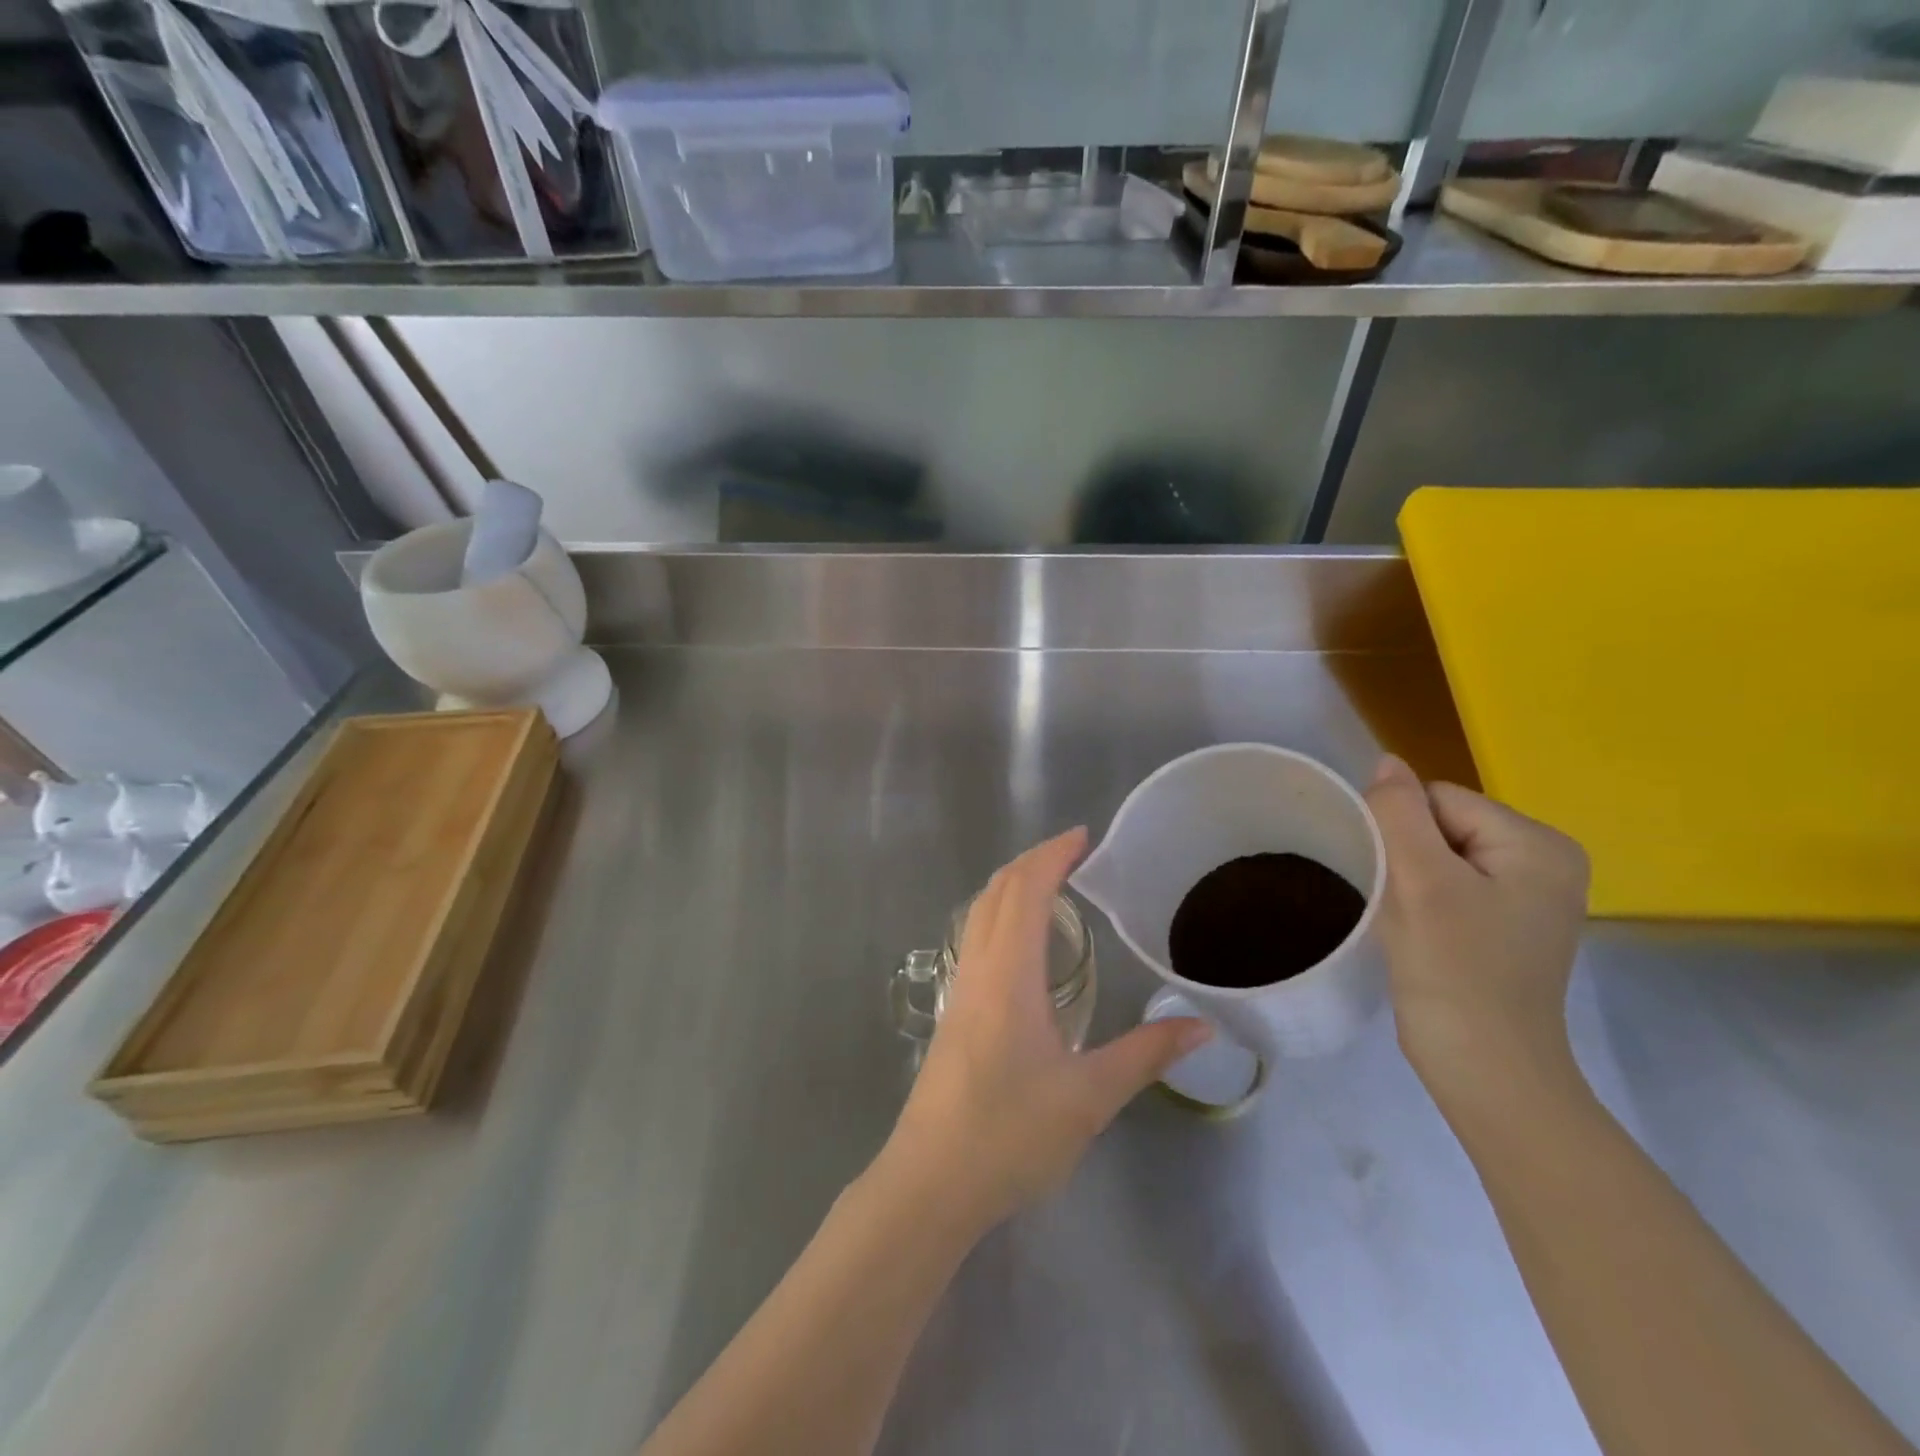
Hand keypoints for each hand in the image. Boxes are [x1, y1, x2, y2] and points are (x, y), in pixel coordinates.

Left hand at [884, 828, 1210, 1231]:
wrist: (931, 1181)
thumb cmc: (1010, 1134)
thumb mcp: (1090, 1097)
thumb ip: (1146, 1055)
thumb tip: (1202, 1026)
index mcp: (1010, 973)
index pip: (1027, 891)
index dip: (1053, 856)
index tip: (1083, 836)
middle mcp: (979, 969)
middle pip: (997, 891)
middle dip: (1032, 861)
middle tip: (1074, 853)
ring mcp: (960, 990)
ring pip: (979, 914)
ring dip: (1011, 886)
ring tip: (1051, 886)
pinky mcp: (953, 1013)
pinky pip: (975, 940)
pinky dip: (999, 916)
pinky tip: (1023, 945)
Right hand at [1363, 756, 1589, 1104]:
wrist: (1484, 1068)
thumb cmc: (1455, 970)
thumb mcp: (1420, 881)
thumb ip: (1399, 812)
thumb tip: (1386, 761)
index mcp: (1539, 844)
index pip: (1440, 801)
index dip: (1403, 835)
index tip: (1400, 885)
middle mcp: (1546, 862)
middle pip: (1441, 827)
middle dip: (1408, 861)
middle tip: (1407, 911)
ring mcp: (1529, 897)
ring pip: (1438, 859)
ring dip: (1411, 885)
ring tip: (1414, 927)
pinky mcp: (1507, 925)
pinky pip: (1449, 888)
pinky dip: (1424, 905)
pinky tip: (1425, 938)